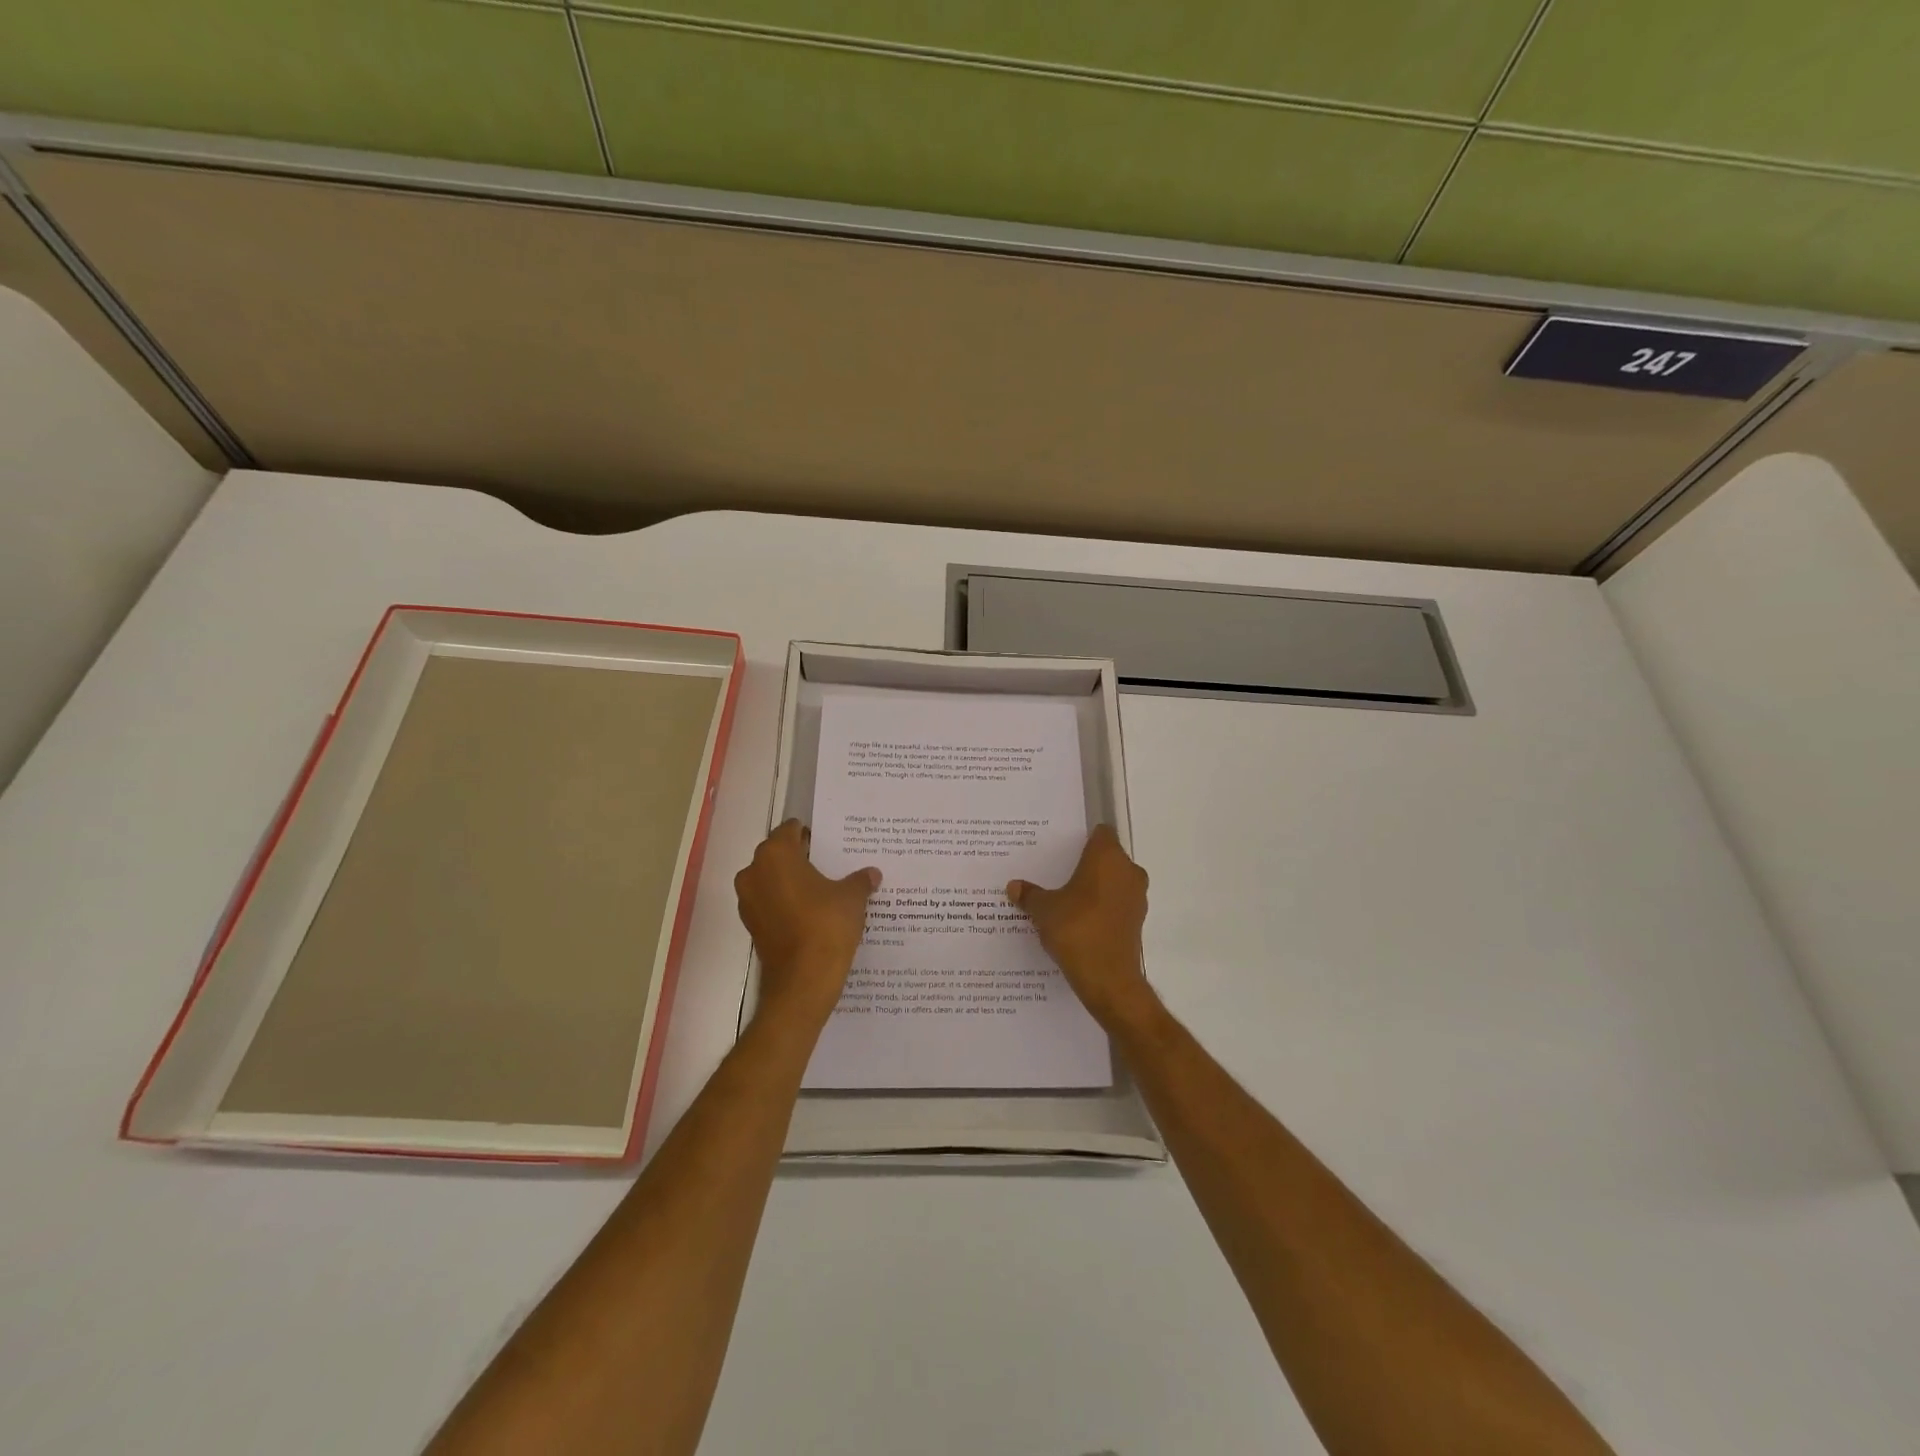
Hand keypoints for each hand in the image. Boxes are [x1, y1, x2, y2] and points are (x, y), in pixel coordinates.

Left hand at [735, 820, 880, 1027]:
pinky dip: (786, 904)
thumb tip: (872, 874)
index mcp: (775, 855)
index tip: (830, 844)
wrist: (803, 981)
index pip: (790, 830)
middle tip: (831, 865)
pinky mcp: (751, 925)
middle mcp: (754, 872)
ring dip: (792, 882)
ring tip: (824, 891)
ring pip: (772, 879)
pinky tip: (812, 913)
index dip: (811, 835)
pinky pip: (770, 903)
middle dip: (801, 858)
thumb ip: (860, 880)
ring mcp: (748, 900)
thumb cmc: (826, 926)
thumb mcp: (852, 897)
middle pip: (778, 854)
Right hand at [1007, 824, 1157, 1030]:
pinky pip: (1116, 904)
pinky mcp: (1137, 921)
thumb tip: (1014, 886)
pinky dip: (1101, 907)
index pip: (1100, 833)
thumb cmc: (1077, 930)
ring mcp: (1136, 897)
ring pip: (1113, 881)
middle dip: (1085, 863)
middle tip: (1057, 871)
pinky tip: (1078, 920)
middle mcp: (1128, 871)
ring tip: (1065, 897)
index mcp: (1108, 857)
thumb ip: (1030, 895)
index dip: (1083, 837)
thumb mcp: (1044, 910)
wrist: (1108, 979)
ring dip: (1094, 887)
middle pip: (1107, 857)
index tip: (1063, 847)